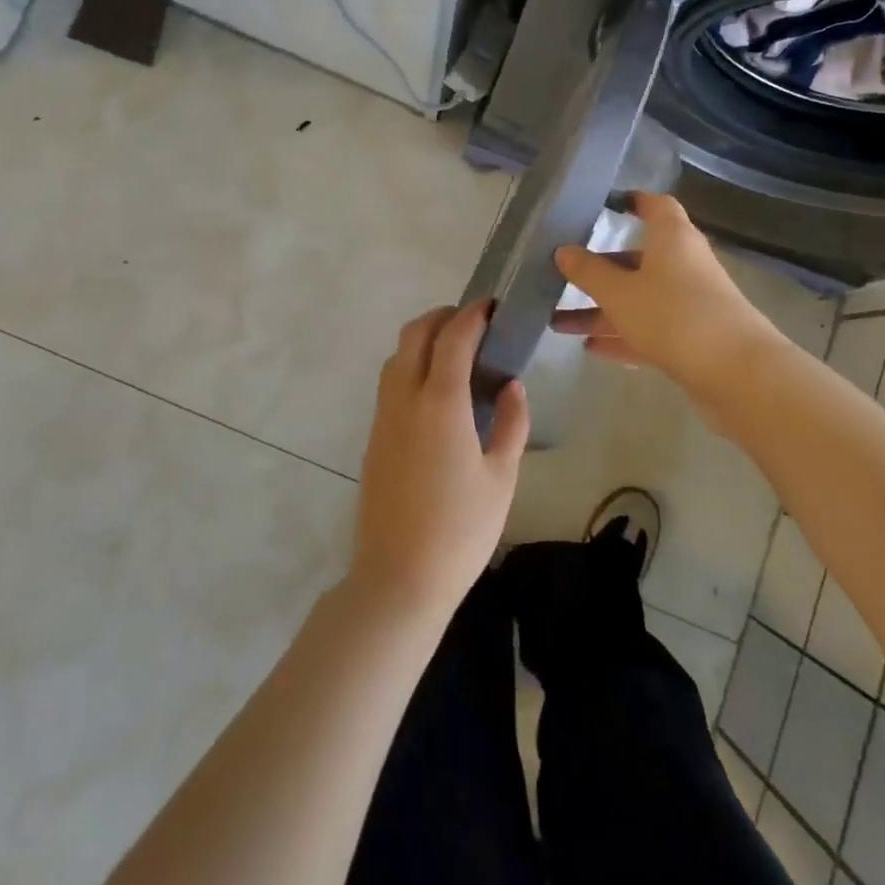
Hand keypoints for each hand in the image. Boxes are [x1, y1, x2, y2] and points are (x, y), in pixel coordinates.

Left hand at [349, 301, 528, 622]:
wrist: (399, 577)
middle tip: (472, 324)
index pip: (453, 338)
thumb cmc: (461, 530)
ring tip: (455, 354)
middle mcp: (404, 399)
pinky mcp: (373, 437)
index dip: (473, 315)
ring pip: (396, 356)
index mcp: (440, 403)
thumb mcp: (501, 477)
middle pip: (414, 334)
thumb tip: (512, 385)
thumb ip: (511, 424)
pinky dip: (411, 367)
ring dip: (422, 340)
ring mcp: (383, 417)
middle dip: (442, 317)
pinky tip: (435, 392)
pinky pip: (389, 383)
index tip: (492, 306)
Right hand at [552, 192, 780, 397]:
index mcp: (672, 239)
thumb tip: (564, 251)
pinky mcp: (692, 338)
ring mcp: (690, 303)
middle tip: (561, 275)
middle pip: (637, 259)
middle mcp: (684, 264)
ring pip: (638, 299)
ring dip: (601, 311)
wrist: (737, 372)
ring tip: (557, 323)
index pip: (655, 206)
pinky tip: (590, 349)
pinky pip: (649, 330)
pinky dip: (622, 336)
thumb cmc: (673, 315)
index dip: (633, 202)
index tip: (606, 204)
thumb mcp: (619, 292)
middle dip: (599, 270)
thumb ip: (589, 272)